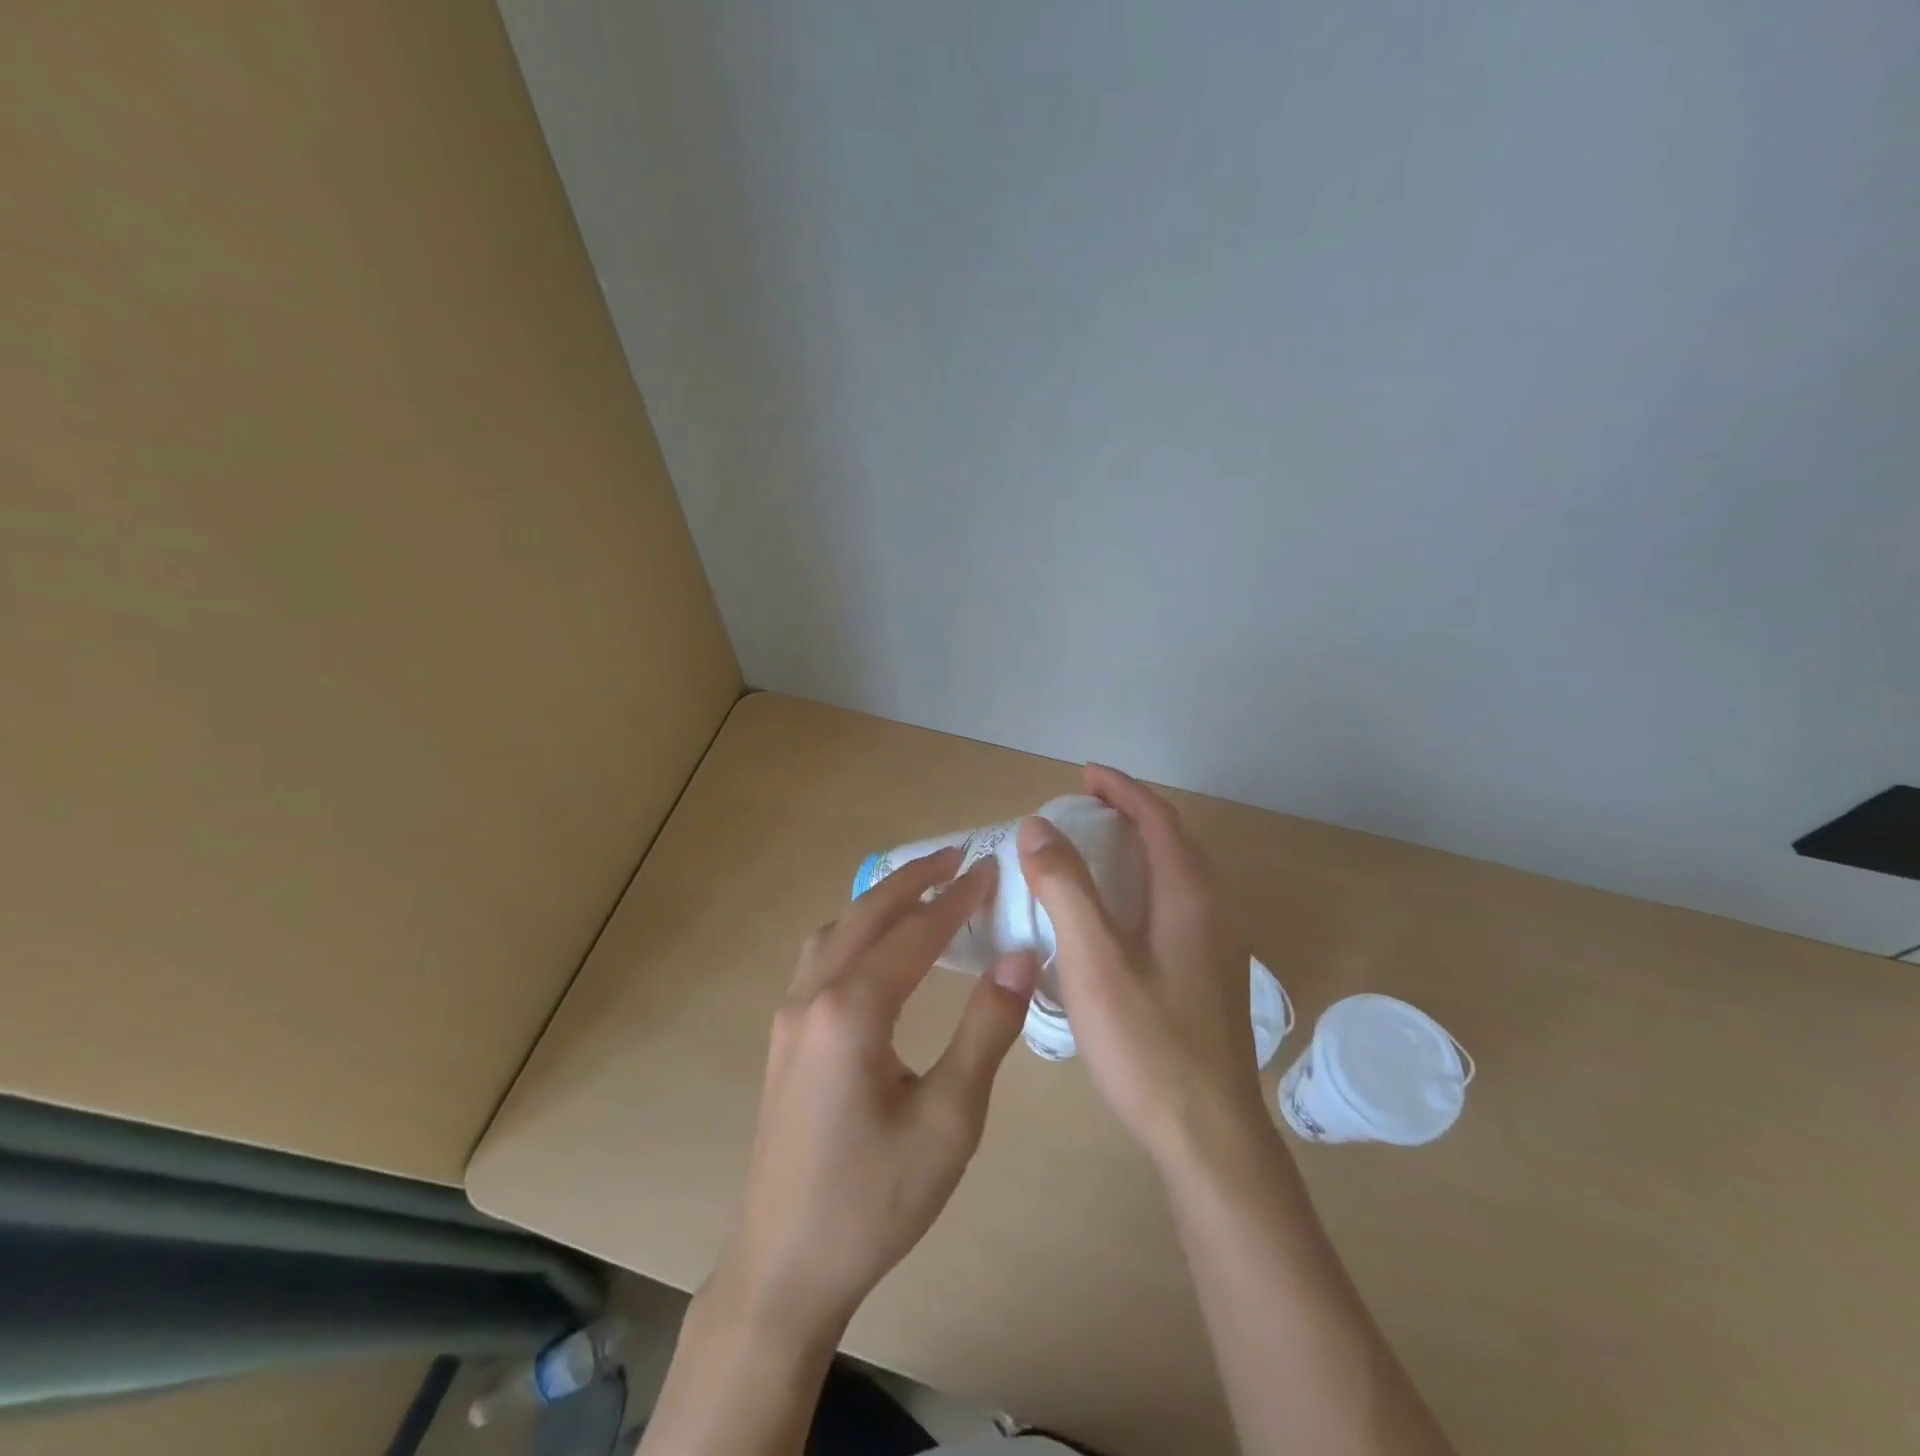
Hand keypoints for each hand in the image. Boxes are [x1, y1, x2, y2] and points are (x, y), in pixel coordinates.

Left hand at [707, 847, 1038, 1349]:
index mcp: (852, 1012)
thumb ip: (986, 1032)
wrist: (785, 1266)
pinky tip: (876, 946)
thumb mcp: (949, 1121)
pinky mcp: (785, 1036)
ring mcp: (790, 1015)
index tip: (991, 869)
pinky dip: (855, 930)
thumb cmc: (876, 1199)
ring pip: (835, 931)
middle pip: (866, 915)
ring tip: (922, 889)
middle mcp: (813, 998)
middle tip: (958, 857)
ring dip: (879, 901)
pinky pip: (820, 957)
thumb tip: (1018, 958)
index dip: (957, 899)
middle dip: (914, 880)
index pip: (916, 933)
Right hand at [1017, 765, 1268, 1169]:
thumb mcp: (1094, 961)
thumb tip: (1037, 827)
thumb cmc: (1147, 1043)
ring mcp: (1217, 947)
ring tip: (1094, 850)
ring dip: (1139, 849)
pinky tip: (1116, 915)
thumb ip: (1065, 888)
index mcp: (1190, 897)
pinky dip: (1144, 884)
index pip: (1158, 819)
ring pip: (1177, 876)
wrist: (1210, 1137)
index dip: (1121, 788)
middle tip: (1084, 807)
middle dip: (1130, 813)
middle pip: (1173, 841)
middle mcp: (1213, 911)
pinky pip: (1176, 906)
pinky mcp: (1209, 976)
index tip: (1083, 773)